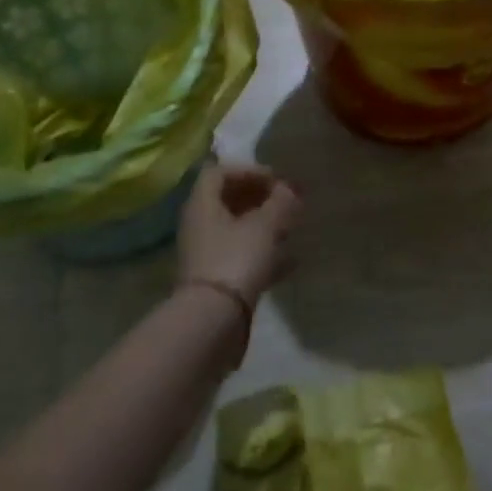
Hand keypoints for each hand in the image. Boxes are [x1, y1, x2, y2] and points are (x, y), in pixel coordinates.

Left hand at [177, 162, 301, 307]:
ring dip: (263, 224)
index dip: (249, 170)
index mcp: (203, 204)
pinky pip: (242, 255)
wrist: (213, 320)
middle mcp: (199, 225)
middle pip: (227, 200)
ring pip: (236, 228)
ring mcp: (206, 253)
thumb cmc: (237, 259)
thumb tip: (290, 188)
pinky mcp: (217, 279)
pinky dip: (264, 252)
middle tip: (287, 201)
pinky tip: (291, 259)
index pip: (219, 172)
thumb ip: (280, 202)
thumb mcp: (265, 225)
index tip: (276, 180)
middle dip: (259, 197)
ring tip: (291, 227)